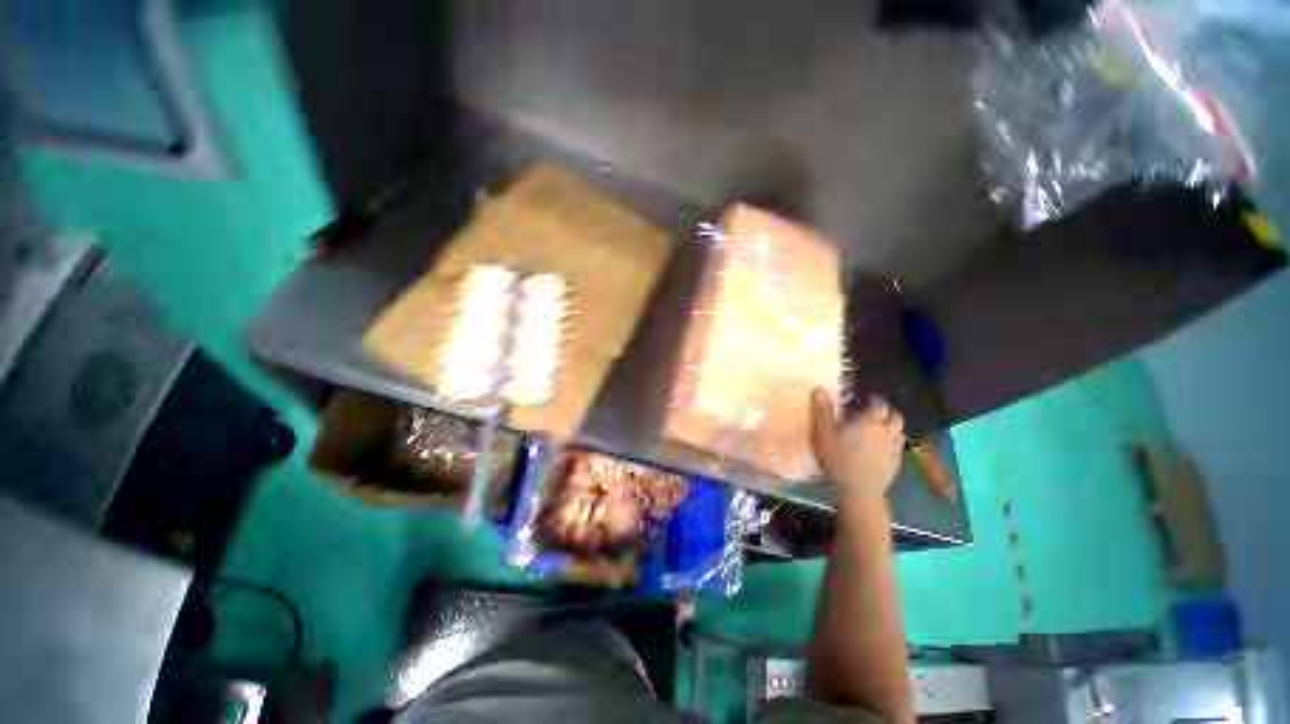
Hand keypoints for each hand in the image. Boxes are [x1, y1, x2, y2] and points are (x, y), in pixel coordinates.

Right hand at [810, 388, 905, 501]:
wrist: (858, 490)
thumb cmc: (838, 458)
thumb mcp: (824, 432)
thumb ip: (823, 410)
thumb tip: (821, 388)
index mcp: (870, 421)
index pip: (880, 403)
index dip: (874, 400)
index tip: (866, 399)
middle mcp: (887, 431)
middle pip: (895, 417)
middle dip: (887, 413)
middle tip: (874, 414)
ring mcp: (895, 449)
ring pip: (899, 432)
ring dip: (891, 428)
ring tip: (879, 431)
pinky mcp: (897, 464)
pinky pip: (898, 448)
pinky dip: (892, 444)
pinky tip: (881, 450)